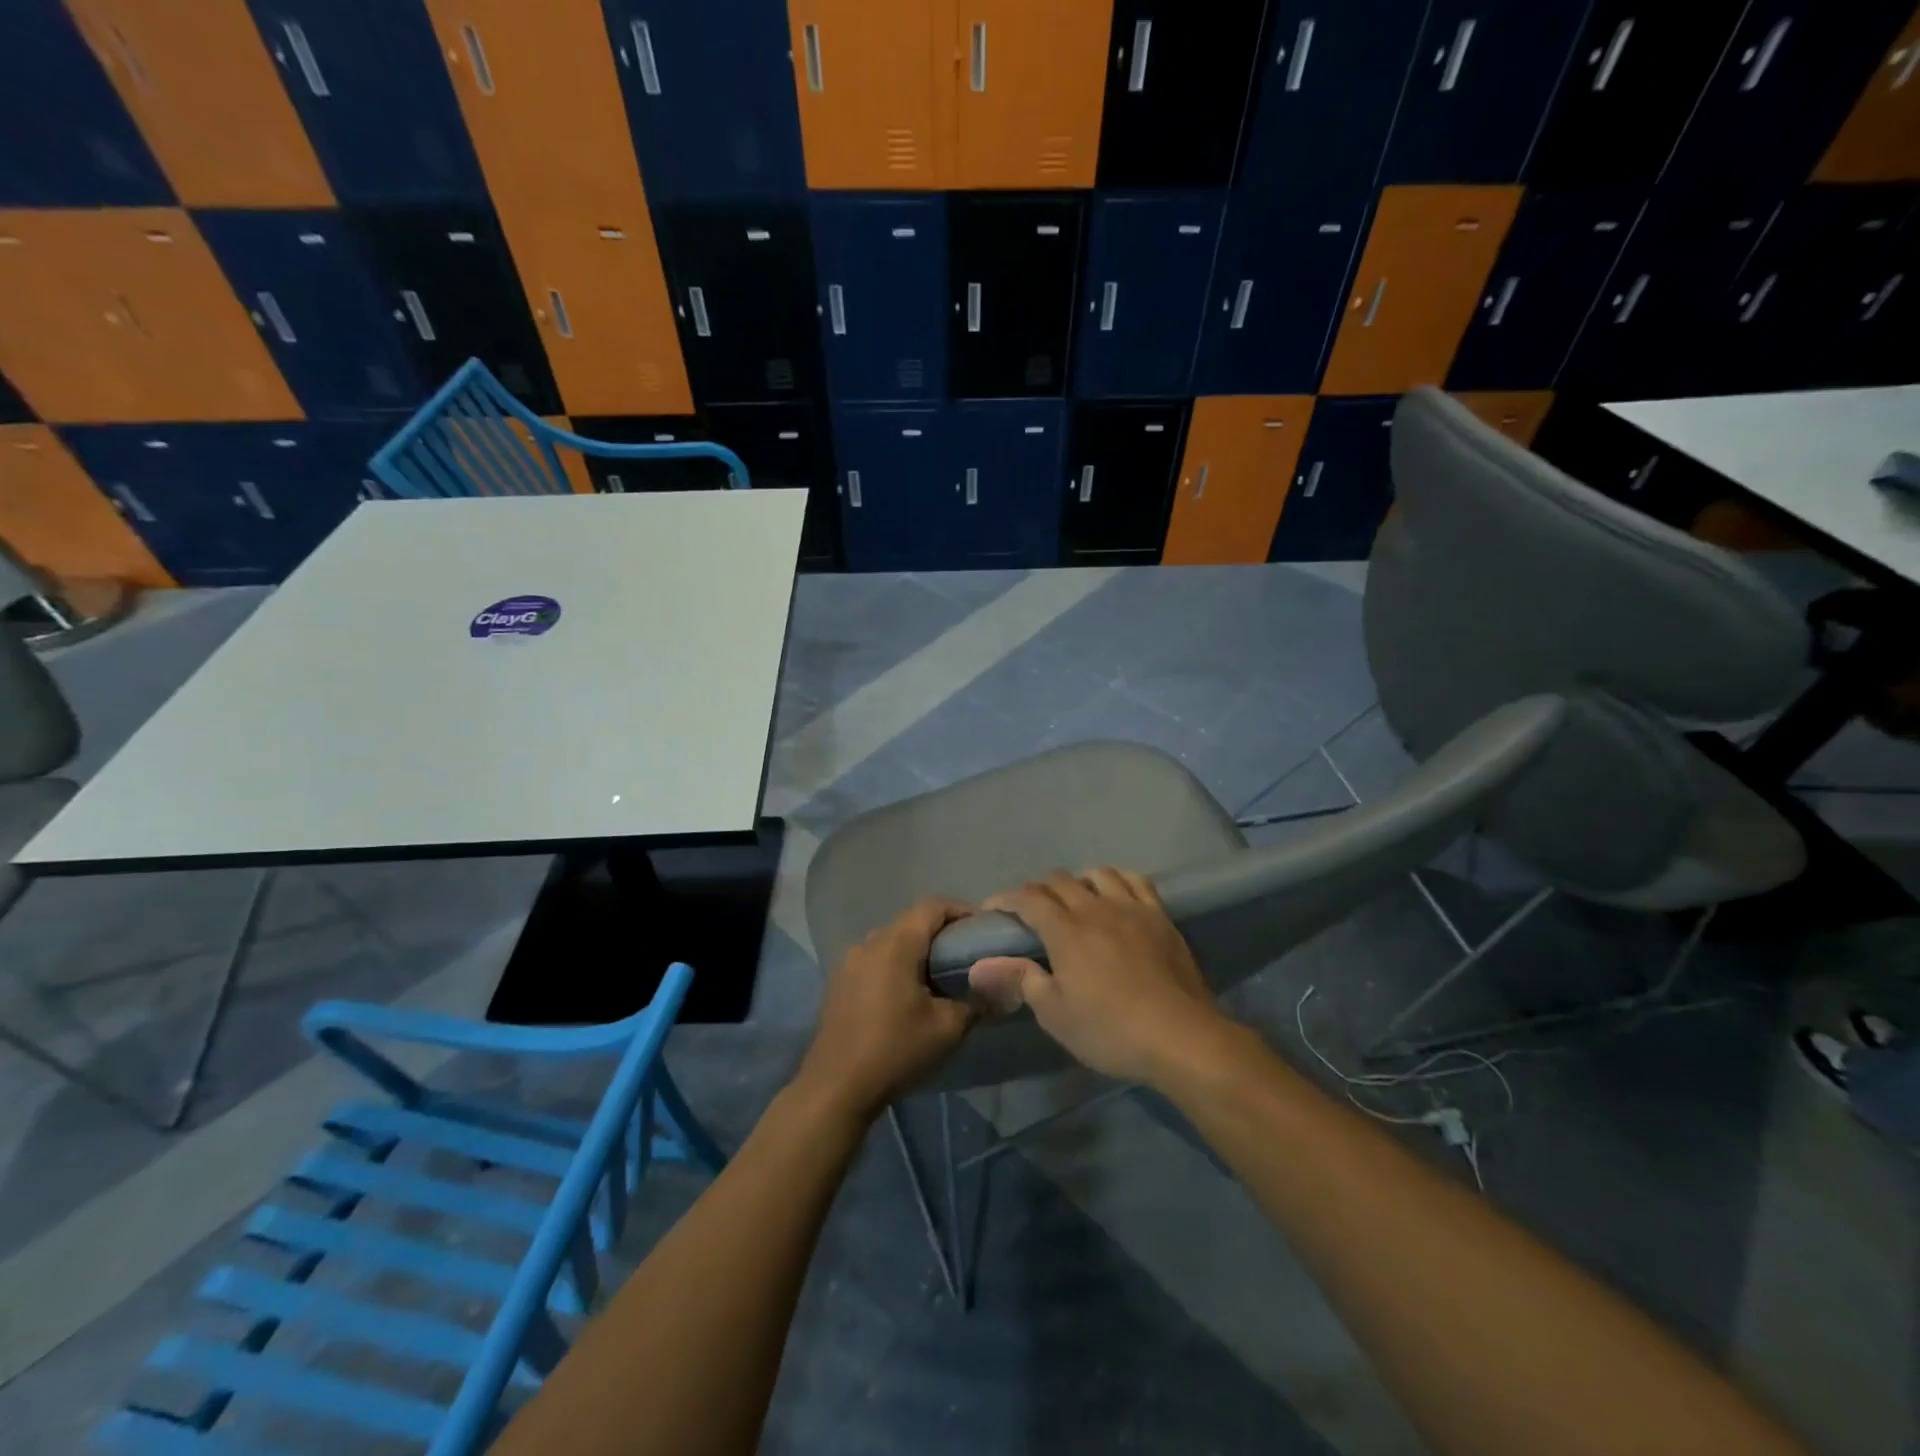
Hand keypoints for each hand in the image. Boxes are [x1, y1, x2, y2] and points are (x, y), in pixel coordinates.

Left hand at [792, 897, 976, 1124]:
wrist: (836, 1087)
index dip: (962, 911)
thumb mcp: (948, 1028)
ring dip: (917, 950)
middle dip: (942, 932)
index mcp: (896, 943)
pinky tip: (909, 994)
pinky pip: (875, 959)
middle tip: (967, 956)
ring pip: (892, 941)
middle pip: (911, 921)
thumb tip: (996, 989)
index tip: (983, 930)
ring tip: (941, 976)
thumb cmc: (896, 1049)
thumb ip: (976, 1002)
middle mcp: (869, 942)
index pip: (933, 906)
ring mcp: (849, 961)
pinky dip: (897, 965)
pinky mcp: (839, 982)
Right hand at [968, 869, 1227, 1087]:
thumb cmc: (1109, 1030)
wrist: (1180, 1036)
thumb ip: (1018, 979)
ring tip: (1074, 902)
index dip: (1004, 899)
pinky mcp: (1160, 916)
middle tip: (1031, 915)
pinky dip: (1118, 880)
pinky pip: (1136, 881)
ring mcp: (1131, 908)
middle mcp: (1095, 908)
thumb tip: (979, 964)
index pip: (1027, 898)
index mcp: (1065, 931)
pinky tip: (1115, 895)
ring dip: (1078, 882)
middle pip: (1059, 881)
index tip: (992, 911)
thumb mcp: (1054, 1013)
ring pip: (1097, 874)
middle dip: (1038, 891)